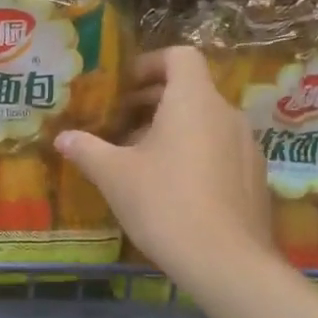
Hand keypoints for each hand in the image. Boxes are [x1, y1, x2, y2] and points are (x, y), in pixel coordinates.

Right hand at [55, 47, 273, 285]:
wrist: (225, 261)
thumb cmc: (164, 204)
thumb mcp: (114, 176)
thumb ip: (87, 150)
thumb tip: (62, 138)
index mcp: (193, 101)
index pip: (180, 56)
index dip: (150, 64)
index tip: (124, 88)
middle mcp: (226, 114)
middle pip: (191, 91)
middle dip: (153, 102)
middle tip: (120, 126)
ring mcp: (247, 146)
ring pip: (205, 123)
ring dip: (173, 130)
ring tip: (141, 160)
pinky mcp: (254, 177)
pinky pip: (220, 150)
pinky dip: (195, 154)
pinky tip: (173, 189)